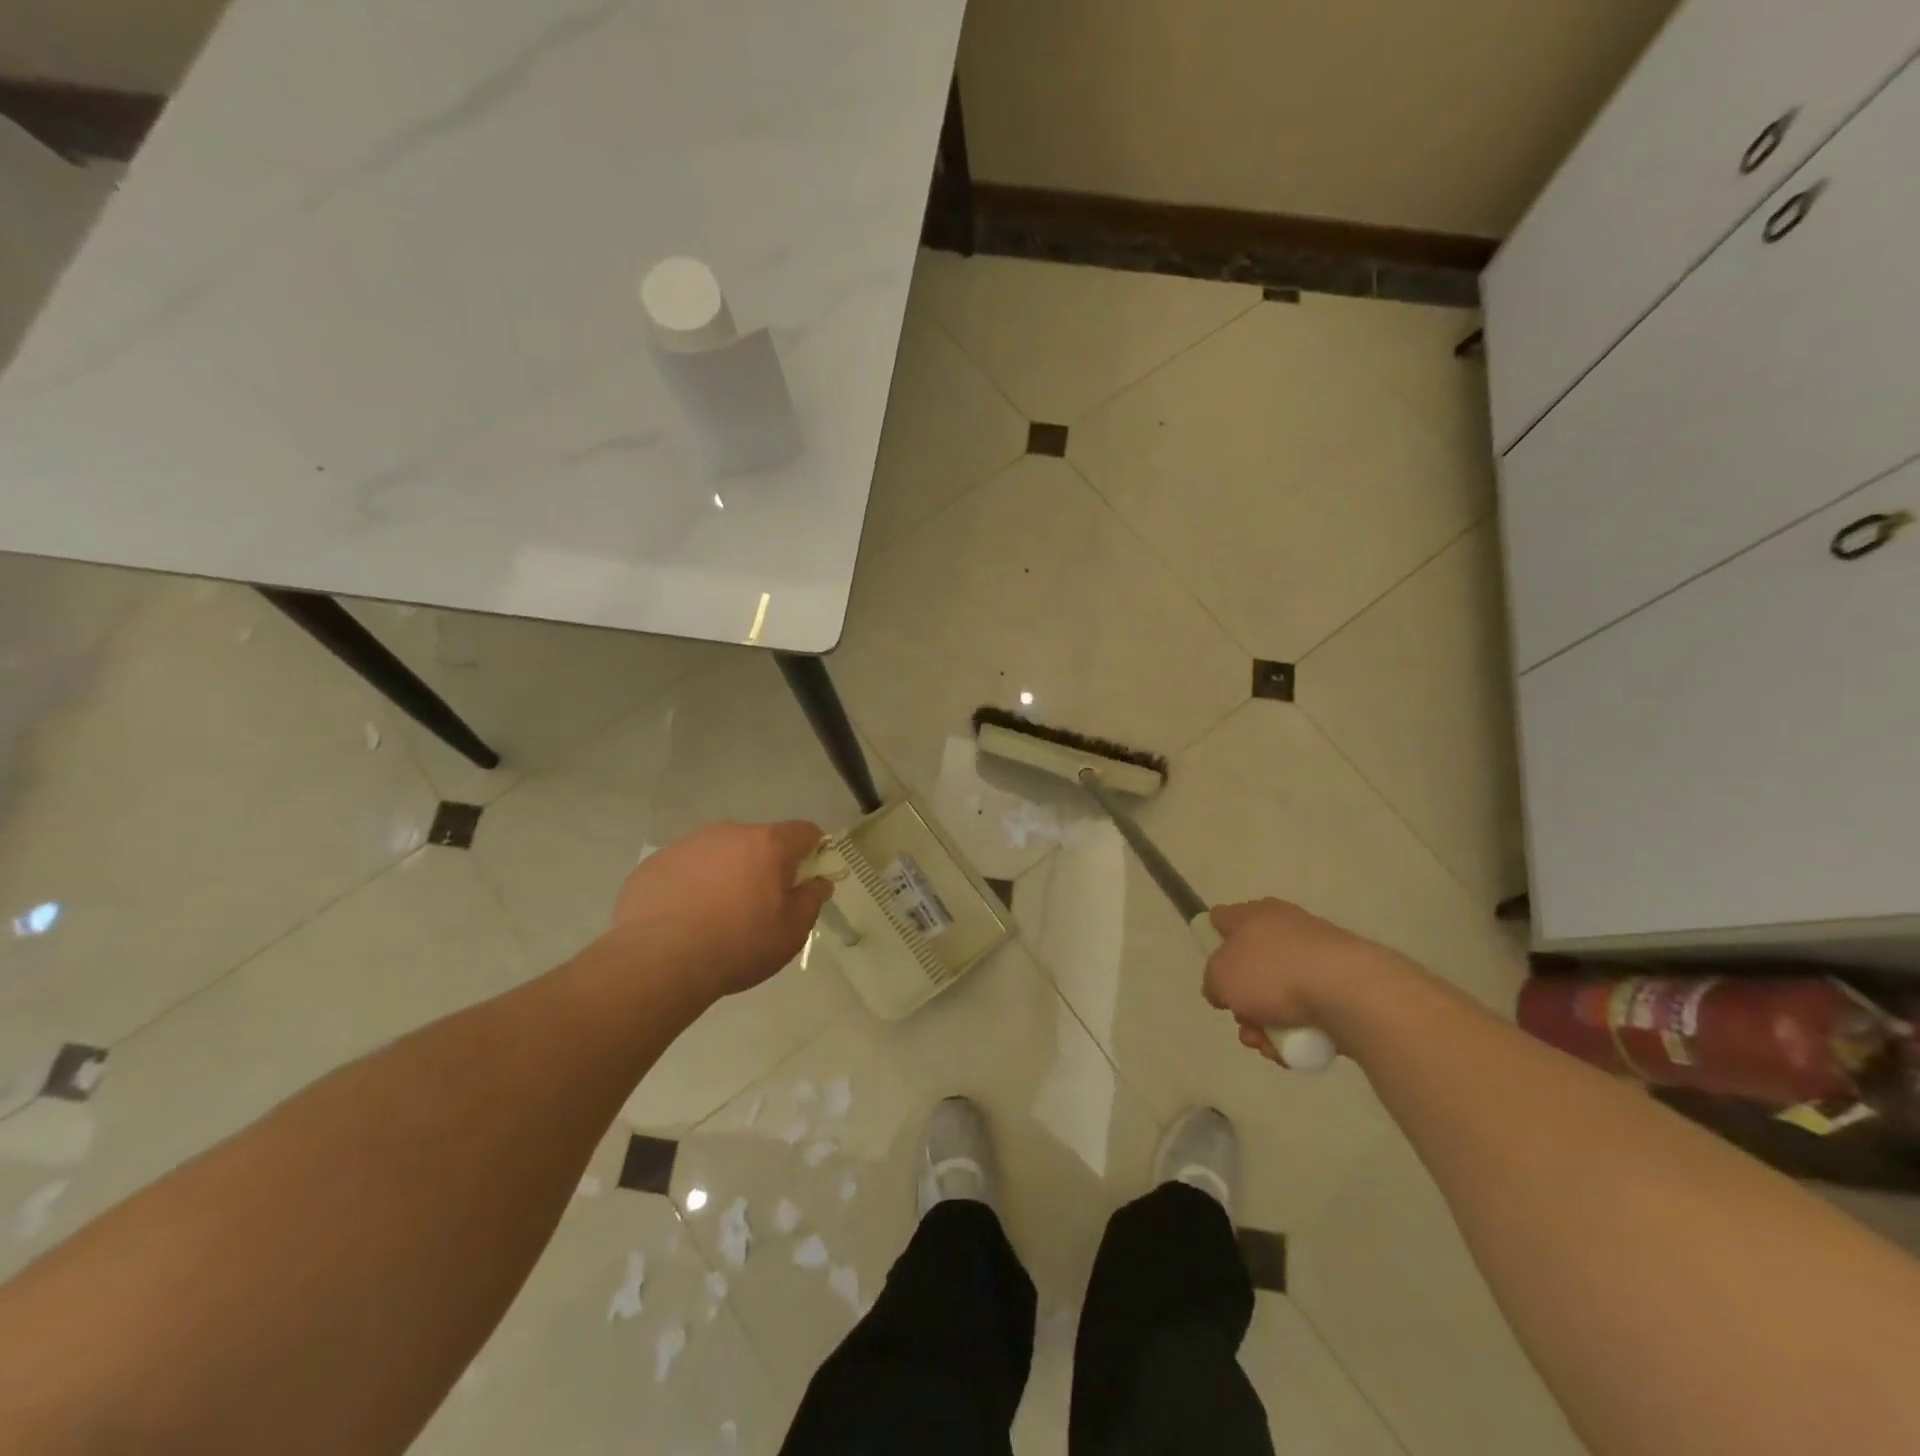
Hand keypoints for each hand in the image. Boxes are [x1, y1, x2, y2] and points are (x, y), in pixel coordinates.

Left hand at [610, 821, 832, 1003]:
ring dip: (727, 873)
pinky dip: (693, 885)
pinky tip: (685, 918)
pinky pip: (686, 868)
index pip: (804, 832)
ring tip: (717, 915)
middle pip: (760, 841)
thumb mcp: (791, 932)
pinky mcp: (656, 863)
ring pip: (720, 853)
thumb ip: (811, 900)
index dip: (813, 851)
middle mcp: (729, 833)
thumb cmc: (738, 945)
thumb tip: (818, 882)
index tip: (807, 878)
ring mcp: (688, 845)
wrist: (658, 961)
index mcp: (768, 844)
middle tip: (761, 905)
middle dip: (766, 865)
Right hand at [1202, 898, 1413, 1061]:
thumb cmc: (1272, 973)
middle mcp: (1285, 927)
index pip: (1221, 919)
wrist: (1350, 992)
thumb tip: (1223, 989)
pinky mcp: (1343, 985)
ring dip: (1267, 1023)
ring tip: (1270, 1045)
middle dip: (1243, 1001)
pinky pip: (1309, 1010)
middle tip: (1243, 1022)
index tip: (1213, 972)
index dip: (1211, 941)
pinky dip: (1298, 1031)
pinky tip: (1296, 1049)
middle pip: (1251, 966)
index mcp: (1254, 914)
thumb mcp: (1220, 977)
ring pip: (1279, 994)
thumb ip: (1212, 981)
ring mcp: (1318, 956)